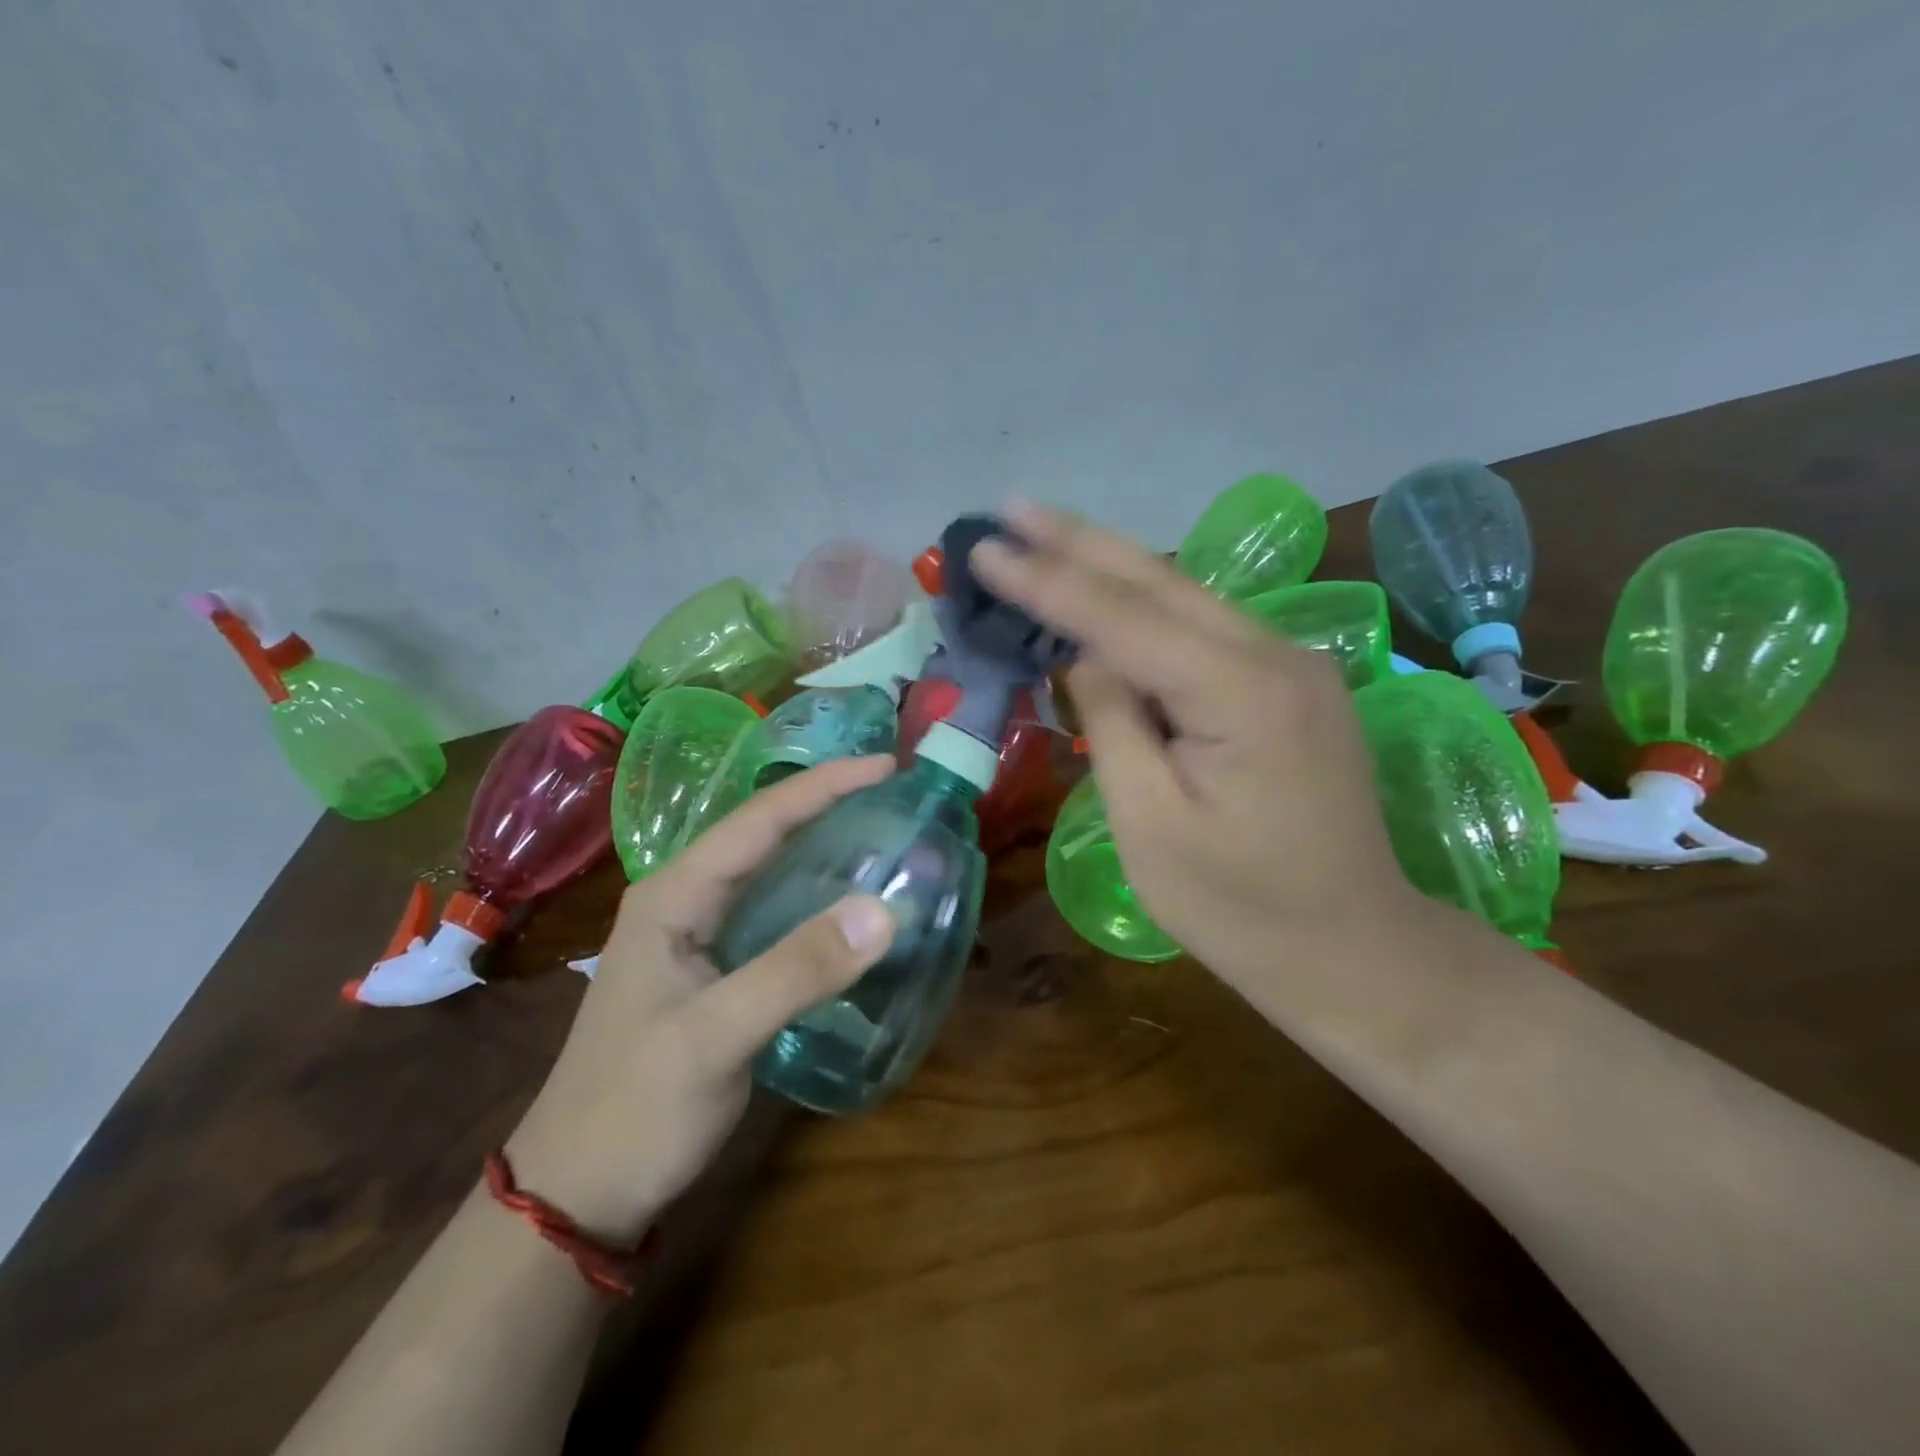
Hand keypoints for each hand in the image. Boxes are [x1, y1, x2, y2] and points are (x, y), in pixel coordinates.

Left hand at [505, 756, 897, 1240]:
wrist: (578, 1193)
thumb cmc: (635, 1108)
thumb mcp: (715, 1037)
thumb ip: (797, 970)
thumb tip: (884, 909)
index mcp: (674, 895)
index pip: (758, 819)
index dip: (823, 786)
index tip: (887, 766)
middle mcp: (685, 902)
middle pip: (765, 835)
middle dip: (827, 805)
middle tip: (895, 793)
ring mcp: (699, 938)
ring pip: (771, 873)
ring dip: (824, 848)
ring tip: (884, 833)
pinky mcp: (717, 972)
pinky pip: (776, 915)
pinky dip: (818, 900)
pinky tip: (853, 908)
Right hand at [971, 504, 1422, 994]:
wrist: (1352, 948)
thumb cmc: (1238, 908)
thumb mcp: (1149, 826)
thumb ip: (1112, 724)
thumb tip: (1084, 658)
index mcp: (1242, 694)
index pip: (1123, 620)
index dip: (1047, 583)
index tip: (984, 548)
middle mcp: (1278, 656)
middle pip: (1161, 582)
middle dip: (1079, 542)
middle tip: (1009, 507)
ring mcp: (1293, 665)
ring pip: (1186, 596)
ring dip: (1110, 564)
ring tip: (1042, 533)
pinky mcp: (1290, 684)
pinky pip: (1205, 629)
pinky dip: (1146, 606)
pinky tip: (1107, 590)